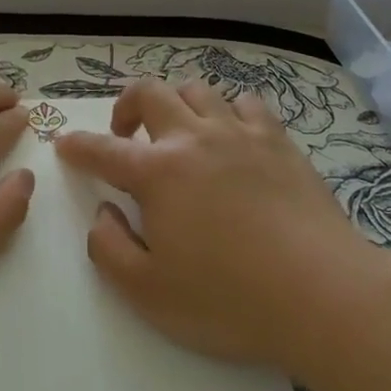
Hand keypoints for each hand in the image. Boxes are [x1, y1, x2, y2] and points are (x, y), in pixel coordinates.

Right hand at [56, 79, 390, 374]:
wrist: (324, 295)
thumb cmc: (230, 300)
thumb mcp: (150, 294)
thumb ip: (110, 250)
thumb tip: (104, 212)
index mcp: (158, 173)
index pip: (103, 150)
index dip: (79, 146)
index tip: (66, 145)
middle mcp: (194, 139)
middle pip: (150, 93)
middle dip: (126, 105)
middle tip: (126, 133)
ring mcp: (240, 134)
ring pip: (197, 90)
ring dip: (177, 104)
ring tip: (179, 133)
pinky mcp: (279, 142)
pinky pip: (246, 104)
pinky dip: (229, 111)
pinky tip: (232, 136)